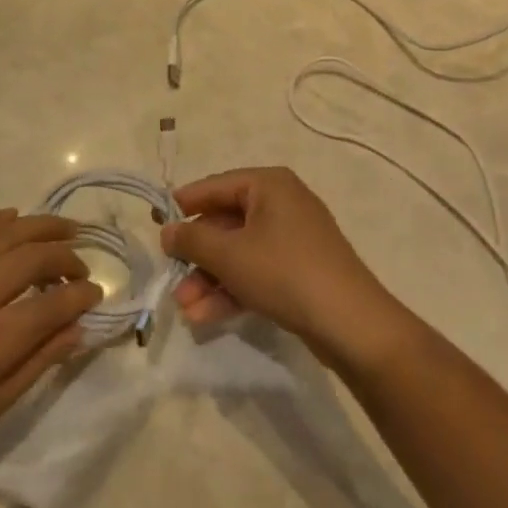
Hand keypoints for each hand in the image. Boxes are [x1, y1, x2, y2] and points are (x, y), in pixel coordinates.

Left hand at [0, 210, 99, 506]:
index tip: (96, 294)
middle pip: (27, 258)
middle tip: (81, 266)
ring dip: (35, 227)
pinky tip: (11, 217)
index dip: (79, 296)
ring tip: (63, 229)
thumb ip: (40, 359)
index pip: (49, 304)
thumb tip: (80, 325)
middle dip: (64, 257)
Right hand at [160, 167, 407, 369]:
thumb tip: (167, 230)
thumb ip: (192, 239)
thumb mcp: (229, 254)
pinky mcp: (300, 271)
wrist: (350, 323)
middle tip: (170, 277)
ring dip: (210, 278)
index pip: (216, 186)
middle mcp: (282, 203)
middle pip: (227, 222)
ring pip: (240, 252)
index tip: (156, 223)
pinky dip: (232, 289)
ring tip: (184, 308)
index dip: (184, 204)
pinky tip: (205, 316)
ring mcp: (293, 239)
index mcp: (269, 184)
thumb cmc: (284, 272)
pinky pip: (257, 272)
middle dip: (197, 255)